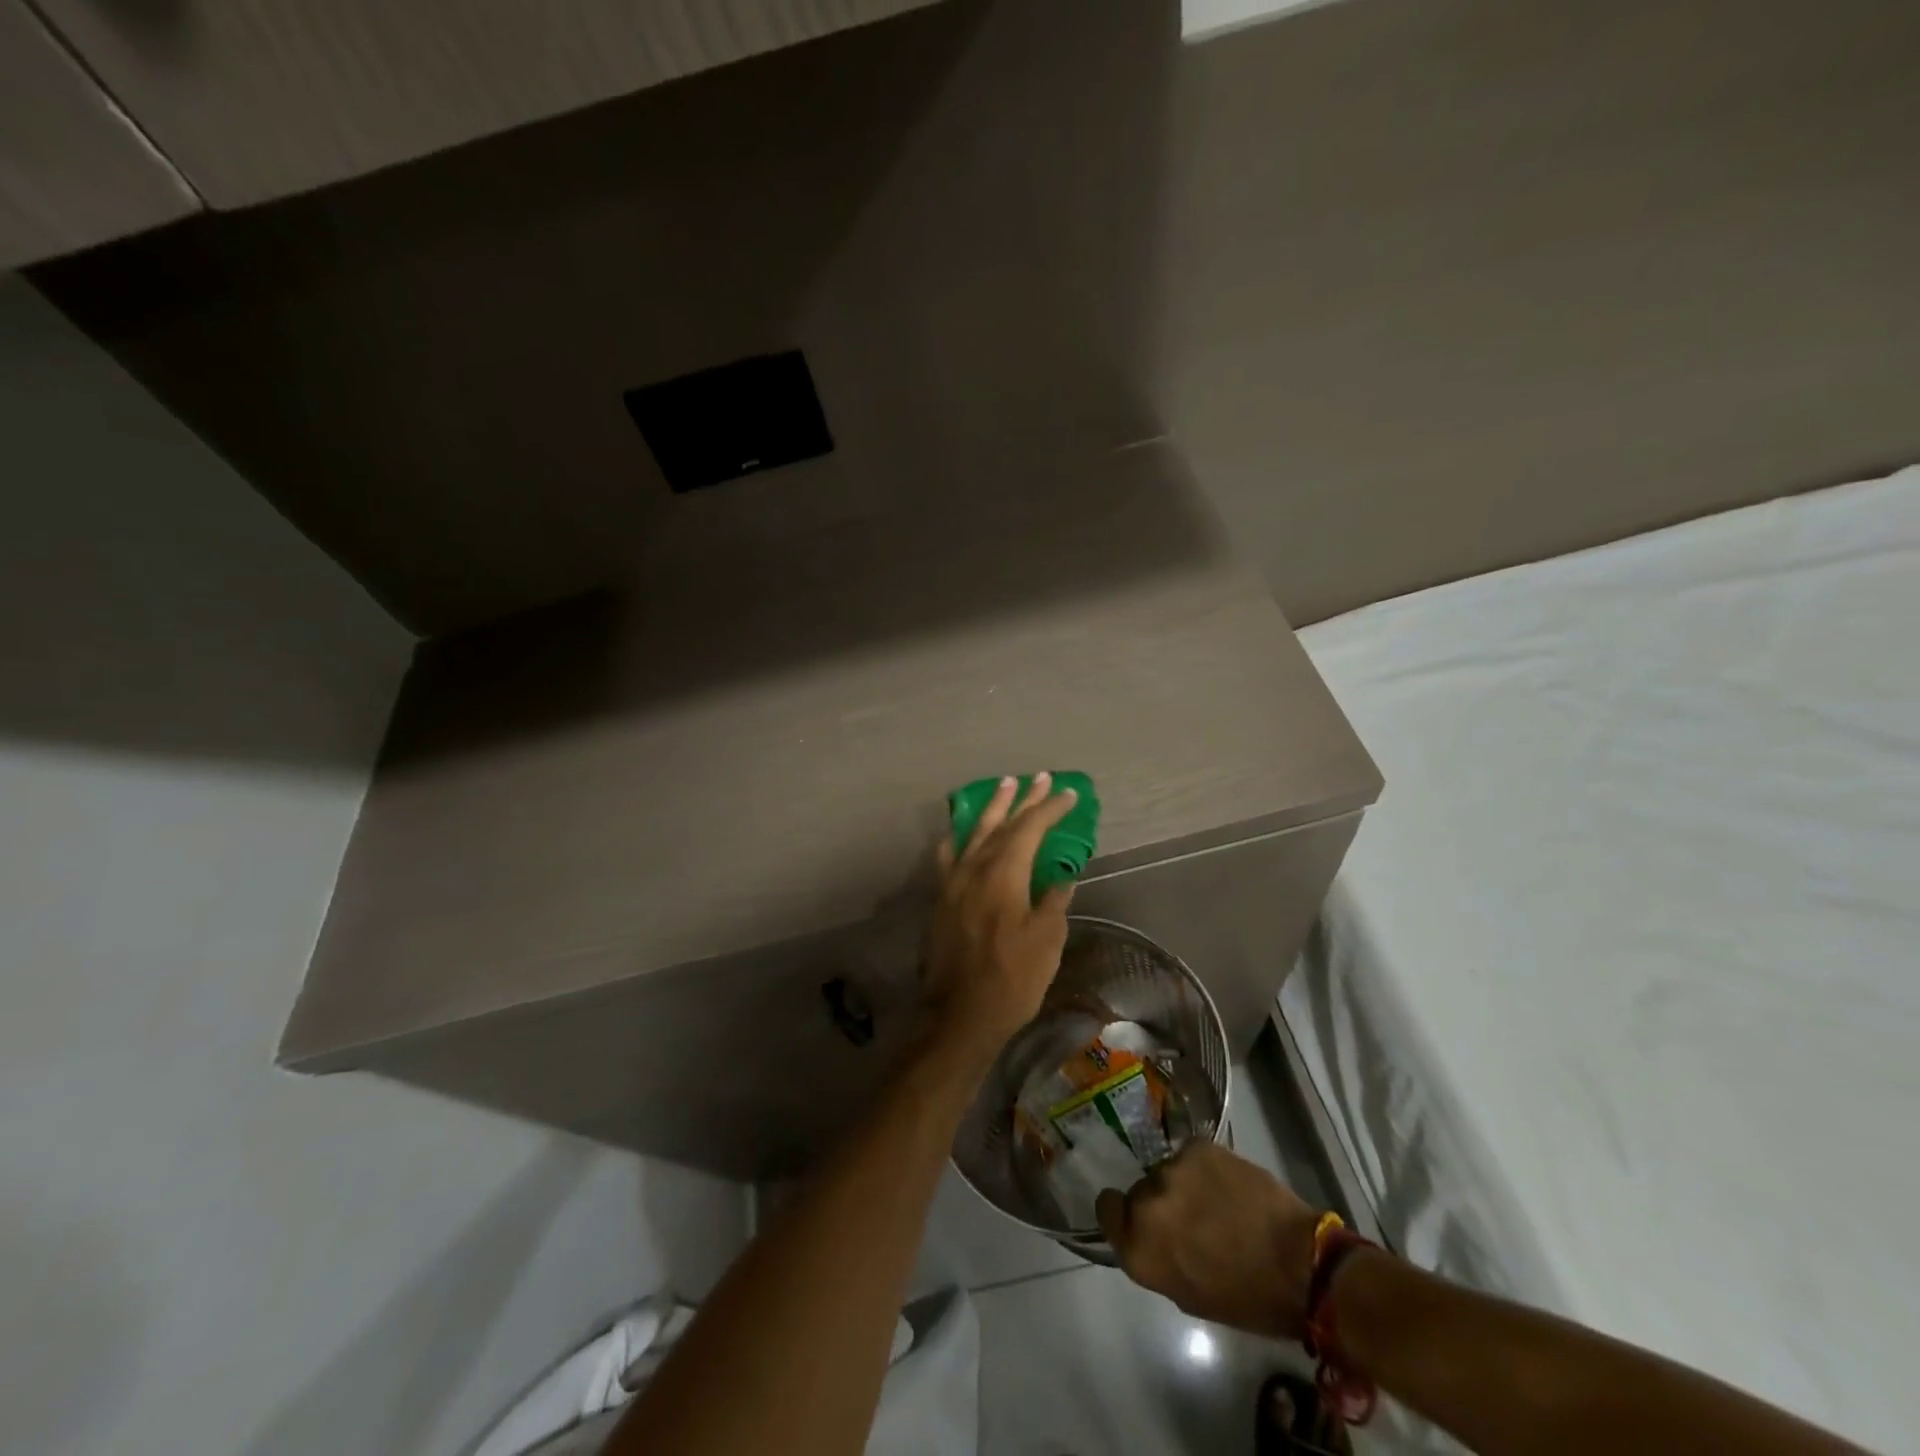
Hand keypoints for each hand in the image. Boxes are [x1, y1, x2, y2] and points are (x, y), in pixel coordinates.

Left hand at [923, 772, 1078, 1069]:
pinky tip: (960, 833)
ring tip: (1004, 786)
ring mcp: (953, 882)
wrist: (959, 1015)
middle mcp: (974, 868)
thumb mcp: (1046, 940)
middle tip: (1038, 778)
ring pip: (974, 834)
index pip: (1030, 829)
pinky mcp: (941, 900)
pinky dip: (959, 839)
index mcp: (1003, 873)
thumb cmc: (1011, 979)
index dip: (1050, 809)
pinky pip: (949, 857)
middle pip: (1001, 824)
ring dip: (992, 809)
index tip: (1068, 794)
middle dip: (1022, 799)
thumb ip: (1053, 901)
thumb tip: (1059, 876)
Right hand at [1096, 1142, 1321, 1340]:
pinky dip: (1204, 1169)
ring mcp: (1171, 1169)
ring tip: (1217, 1202)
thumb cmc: (1247, 1298)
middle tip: (1192, 1218)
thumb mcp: (1188, 1295)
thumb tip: (1153, 1234)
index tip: (1142, 1220)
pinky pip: (1191, 1156)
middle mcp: (1145, 1202)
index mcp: (1138, 1247)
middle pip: (1140, 1191)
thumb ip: (1157, 1257)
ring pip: (1168, 1172)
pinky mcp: (1197, 1147)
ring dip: (1184, 1185)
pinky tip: (1228, 1185)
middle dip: (1160, 1203)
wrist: (1300, 1264)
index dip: (1122, 1214)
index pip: (1106, 1209)